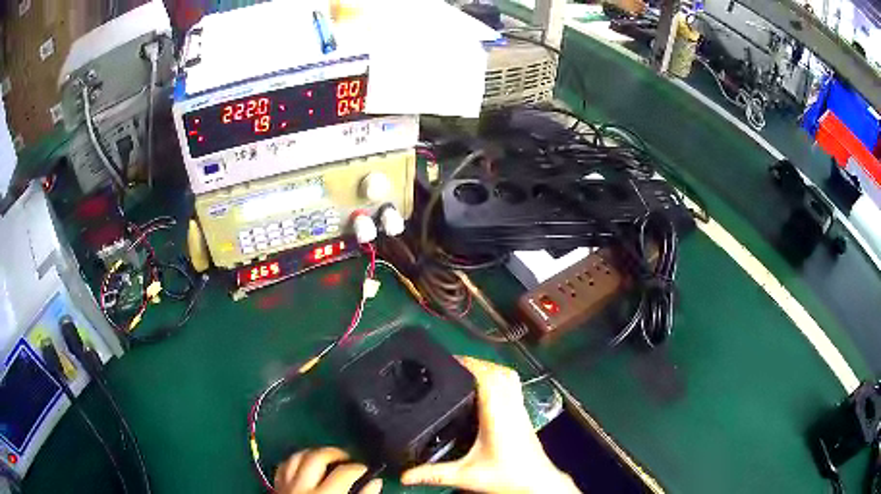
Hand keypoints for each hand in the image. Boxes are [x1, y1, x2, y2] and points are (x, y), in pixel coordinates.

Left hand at [274, 447, 381, 493]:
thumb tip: (375, 482)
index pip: (344, 472)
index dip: (359, 468)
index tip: (367, 470)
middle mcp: (302, 487)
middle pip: (317, 458)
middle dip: (335, 453)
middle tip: (348, 458)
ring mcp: (286, 486)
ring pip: (297, 457)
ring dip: (313, 453)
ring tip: (327, 458)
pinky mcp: (277, 488)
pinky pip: (284, 466)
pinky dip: (295, 461)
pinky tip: (305, 465)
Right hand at [401, 357, 579, 493]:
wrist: (538, 483)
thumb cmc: (506, 476)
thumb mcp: (466, 476)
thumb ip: (434, 475)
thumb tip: (405, 476)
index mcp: (498, 414)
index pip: (488, 377)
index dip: (469, 364)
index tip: (447, 361)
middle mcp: (511, 406)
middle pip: (498, 372)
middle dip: (475, 364)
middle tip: (450, 366)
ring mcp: (520, 409)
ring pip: (508, 377)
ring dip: (488, 369)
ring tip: (465, 373)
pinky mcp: (523, 415)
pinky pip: (512, 386)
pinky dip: (498, 380)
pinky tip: (483, 390)